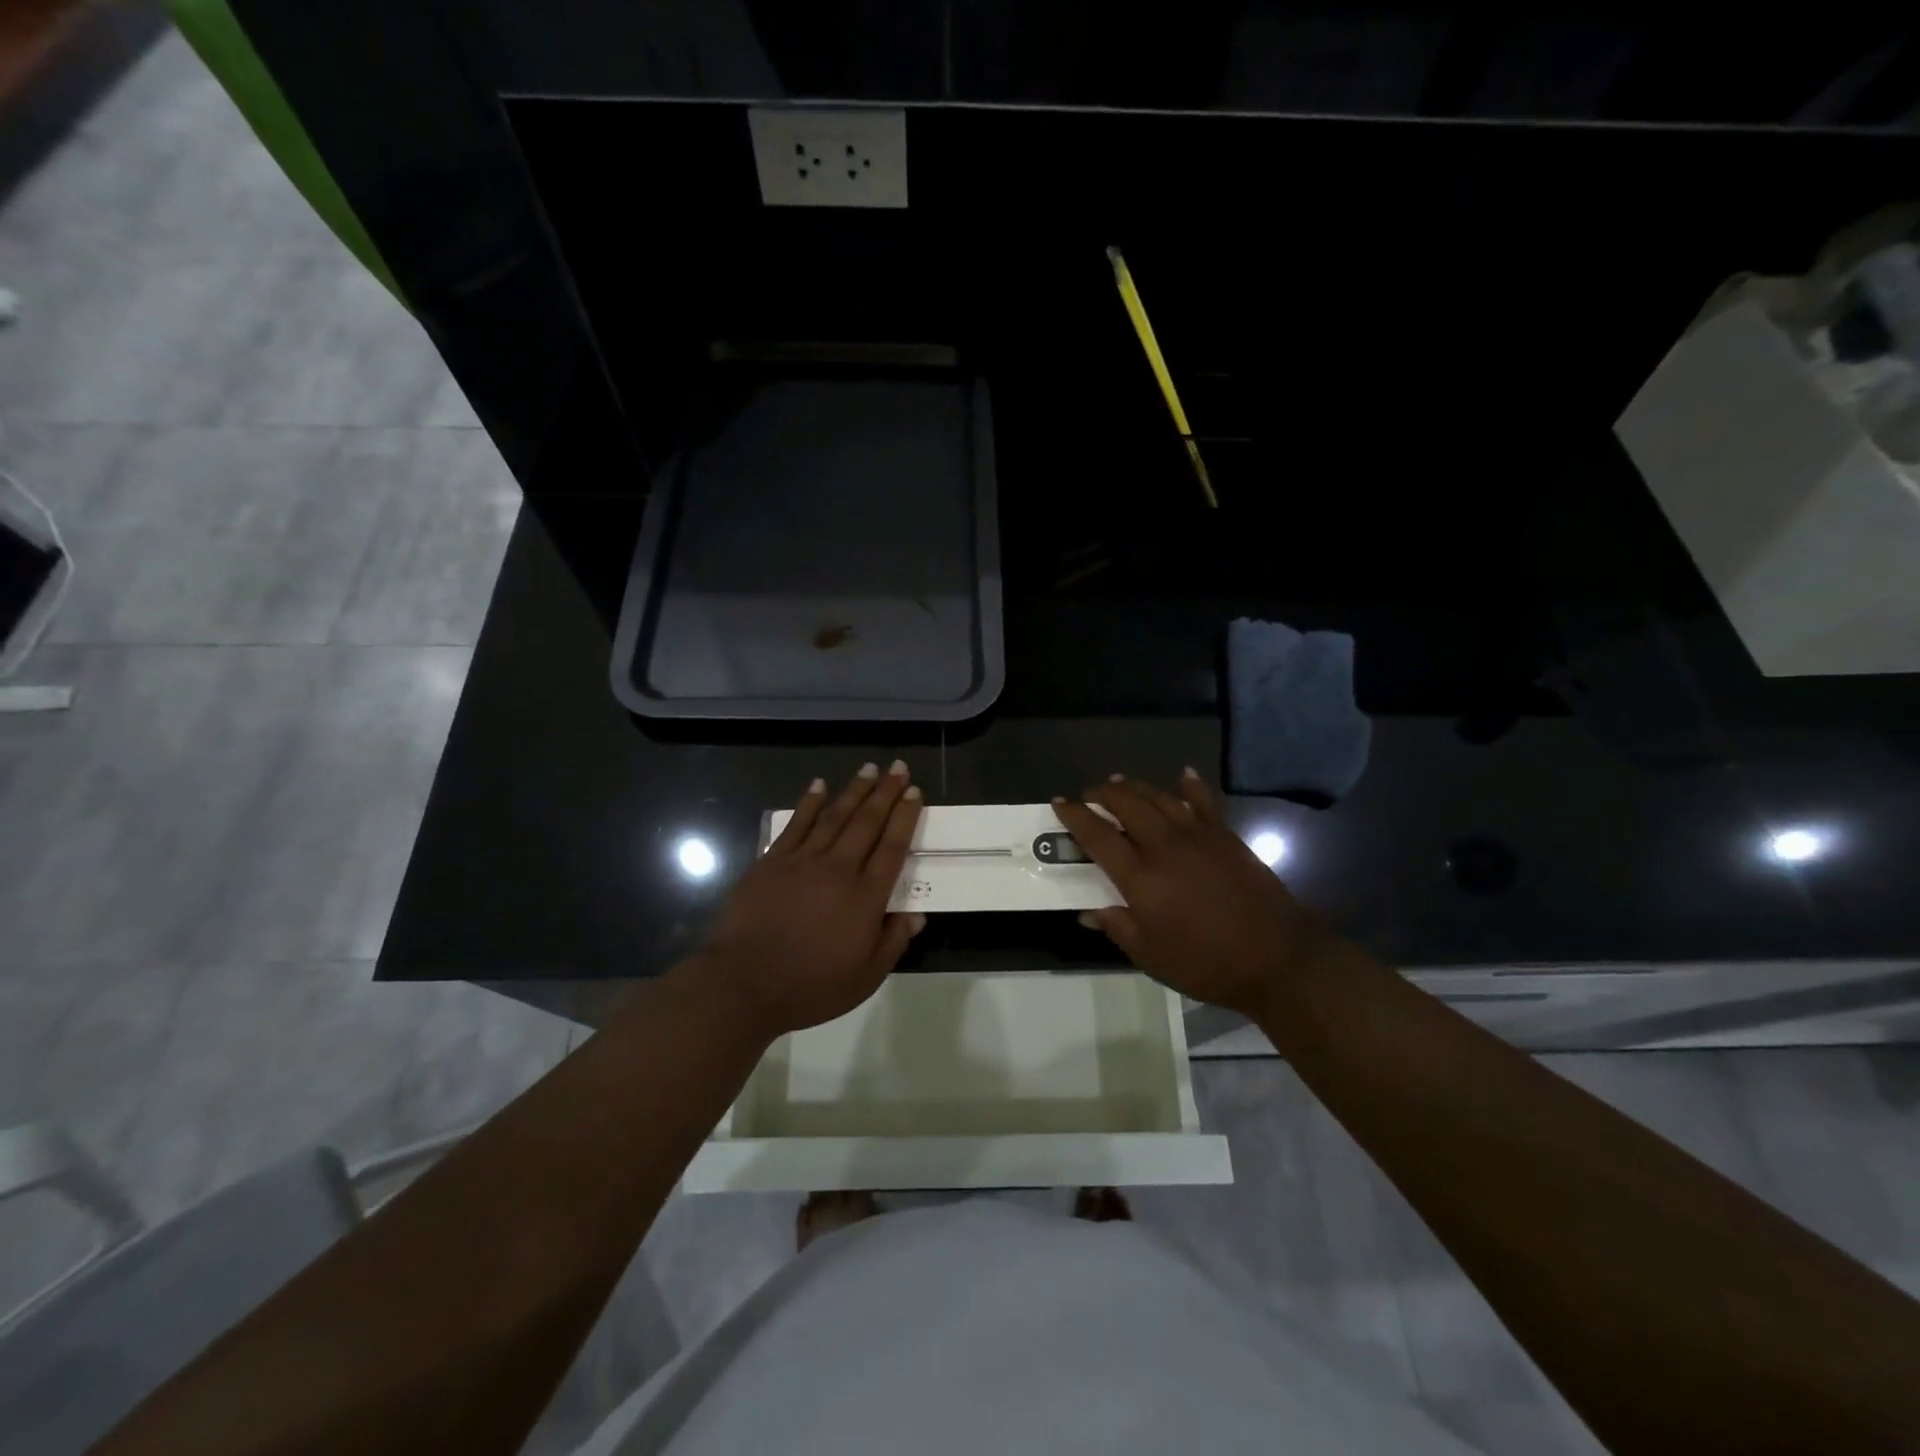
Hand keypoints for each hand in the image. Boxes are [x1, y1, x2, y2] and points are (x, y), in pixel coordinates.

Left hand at [697, 762, 925, 1038]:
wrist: (744, 984)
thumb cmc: (810, 986)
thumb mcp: (865, 977)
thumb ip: (893, 942)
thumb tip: (916, 914)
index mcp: (865, 897)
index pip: (892, 847)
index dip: (905, 818)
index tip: (915, 793)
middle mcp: (838, 869)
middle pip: (867, 823)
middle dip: (886, 793)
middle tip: (899, 768)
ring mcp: (803, 861)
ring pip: (834, 817)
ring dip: (854, 790)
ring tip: (869, 769)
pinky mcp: (772, 861)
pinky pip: (796, 825)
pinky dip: (809, 803)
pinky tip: (819, 786)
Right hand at [1053, 770, 1335, 1019]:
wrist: (1276, 958)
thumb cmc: (1206, 963)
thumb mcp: (1151, 956)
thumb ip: (1118, 928)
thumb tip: (1088, 912)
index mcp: (1140, 877)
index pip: (1097, 836)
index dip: (1075, 816)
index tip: (1059, 802)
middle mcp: (1164, 847)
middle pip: (1127, 805)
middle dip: (1103, 793)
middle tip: (1090, 793)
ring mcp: (1198, 837)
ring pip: (1160, 798)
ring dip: (1136, 786)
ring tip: (1120, 782)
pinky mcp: (1226, 837)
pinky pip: (1204, 802)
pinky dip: (1191, 786)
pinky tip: (1183, 775)